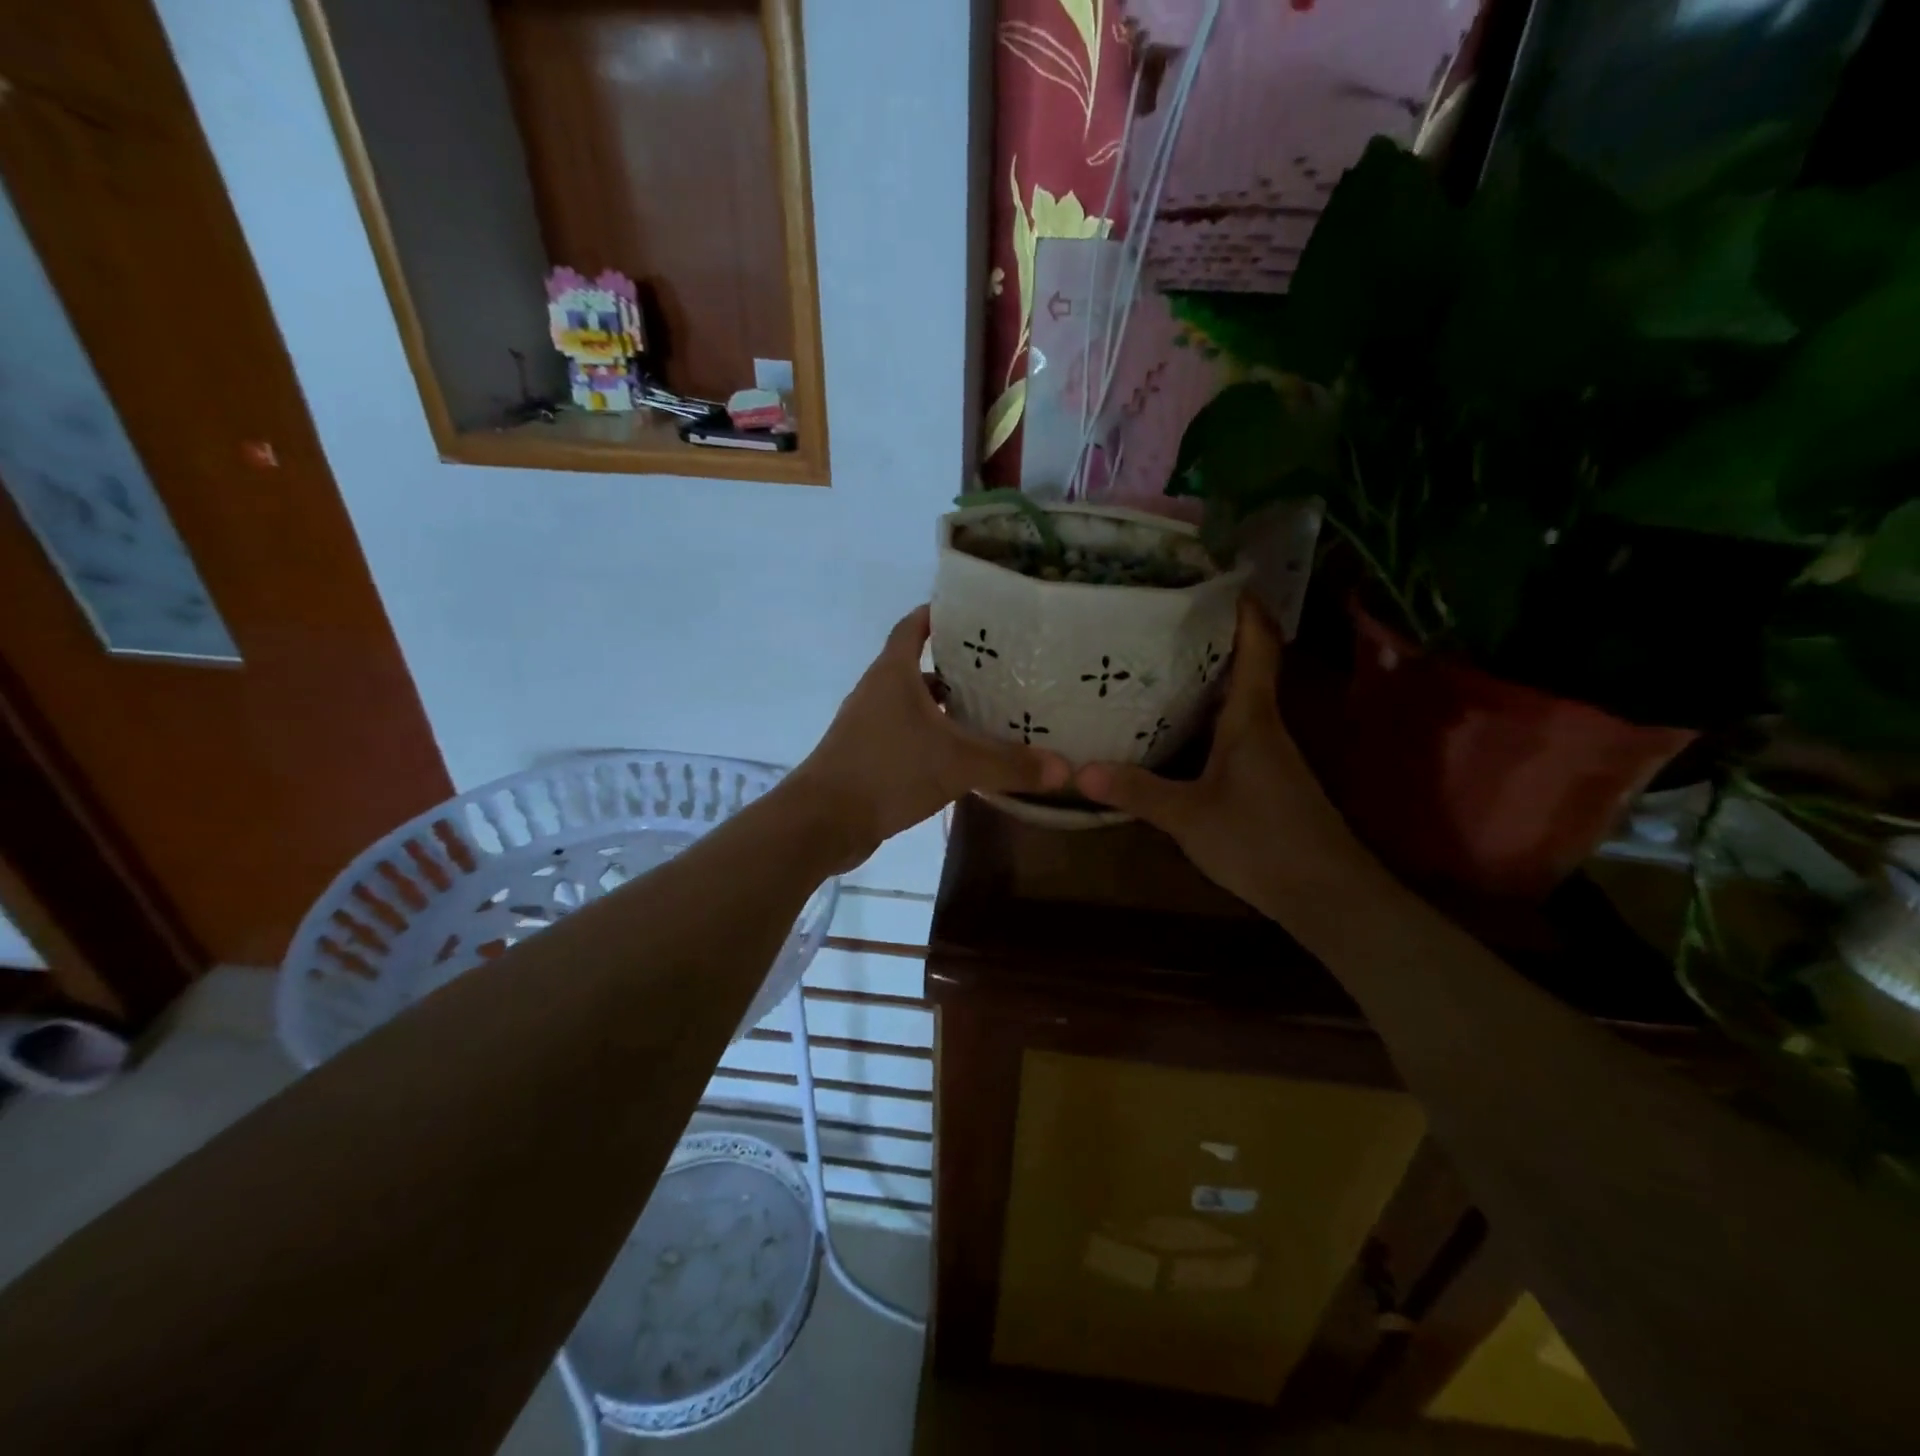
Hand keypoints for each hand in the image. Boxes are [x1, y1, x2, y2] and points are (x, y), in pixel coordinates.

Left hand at [792, 605, 1069, 869]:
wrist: (823, 821)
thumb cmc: (887, 771)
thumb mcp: (957, 764)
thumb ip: (1010, 764)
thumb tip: (1065, 769)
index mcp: (892, 674)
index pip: (913, 627)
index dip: (938, 615)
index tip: (973, 614)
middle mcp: (877, 692)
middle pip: (917, 667)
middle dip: (955, 666)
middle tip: (1000, 669)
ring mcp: (868, 725)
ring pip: (912, 705)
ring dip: (944, 706)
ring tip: (988, 712)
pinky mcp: (867, 756)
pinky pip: (906, 735)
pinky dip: (931, 737)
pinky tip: (960, 756)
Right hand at [1075, 597, 1378, 916]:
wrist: (1326, 895)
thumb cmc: (1261, 841)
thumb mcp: (1189, 817)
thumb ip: (1137, 791)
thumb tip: (1079, 771)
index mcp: (1252, 719)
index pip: (1258, 648)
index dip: (1244, 610)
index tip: (1220, 579)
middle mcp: (1265, 726)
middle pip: (1245, 667)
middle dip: (1212, 639)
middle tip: (1163, 619)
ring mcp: (1269, 754)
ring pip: (1238, 701)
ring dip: (1208, 679)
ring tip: (1158, 664)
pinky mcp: (1266, 779)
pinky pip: (1234, 731)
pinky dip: (1208, 717)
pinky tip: (1177, 728)